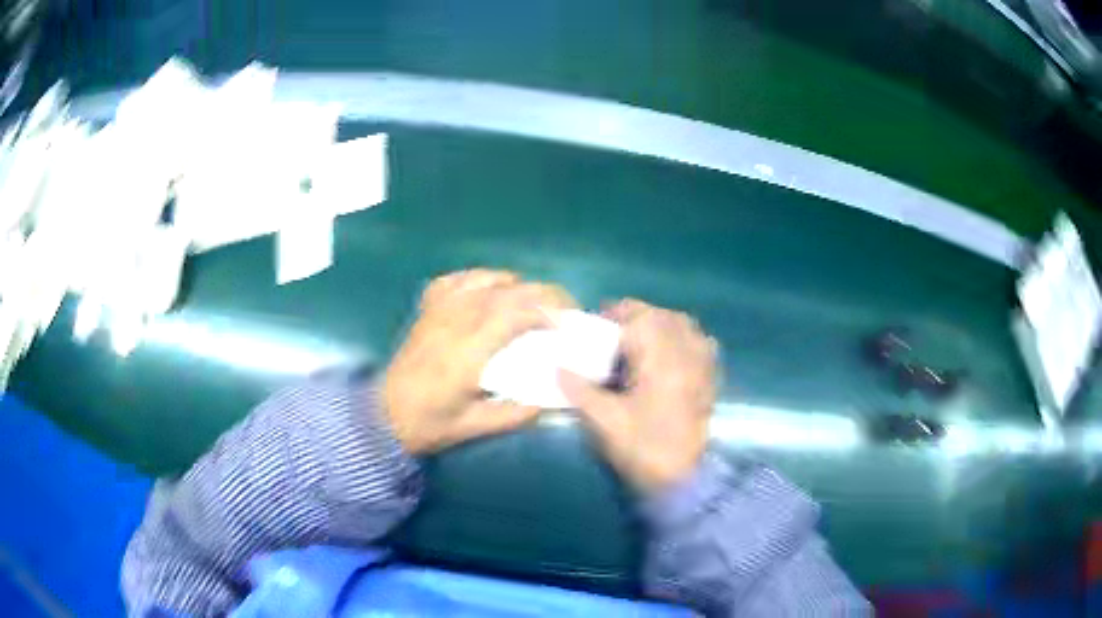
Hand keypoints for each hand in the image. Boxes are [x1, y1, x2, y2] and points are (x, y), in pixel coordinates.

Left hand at [383, 269, 577, 453]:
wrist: (383, 415)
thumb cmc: (428, 424)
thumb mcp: (473, 428)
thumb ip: (515, 415)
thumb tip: (551, 400)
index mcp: (468, 353)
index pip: (515, 313)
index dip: (548, 312)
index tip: (567, 324)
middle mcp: (455, 322)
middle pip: (507, 290)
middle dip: (544, 294)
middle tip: (564, 310)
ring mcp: (438, 311)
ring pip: (485, 278)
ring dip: (516, 285)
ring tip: (533, 302)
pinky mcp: (427, 309)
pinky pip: (457, 279)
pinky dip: (481, 279)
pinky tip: (491, 291)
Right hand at [559, 300, 716, 490]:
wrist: (680, 481)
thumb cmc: (641, 448)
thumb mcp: (603, 420)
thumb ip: (579, 389)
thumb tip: (557, 368)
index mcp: (661, 358)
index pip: (638, 316)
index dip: (613, 316)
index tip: (595, 327)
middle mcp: (687, 353)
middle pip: (664, 316)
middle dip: (636, 318)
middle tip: (613, 336)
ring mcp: (703, 366)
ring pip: (685, 327)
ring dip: (661, 325)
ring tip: (639, 343)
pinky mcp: (710, 381)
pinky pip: (701, 345)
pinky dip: (683, 341)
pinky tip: (668, 358)